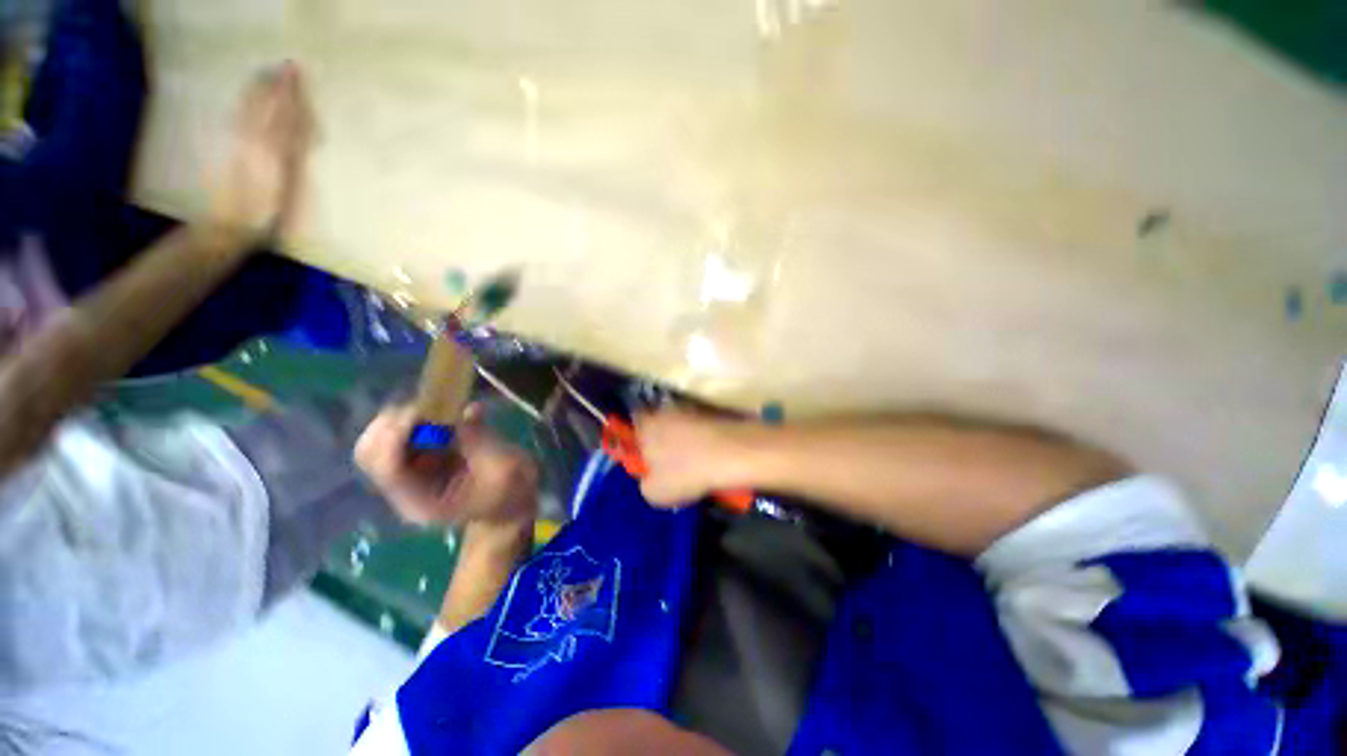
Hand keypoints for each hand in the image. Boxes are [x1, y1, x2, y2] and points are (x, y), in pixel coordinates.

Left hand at [211, 62, 314, 238]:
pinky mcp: (230, 152)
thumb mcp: (286, 191)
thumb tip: (299, 130)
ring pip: (250, 110)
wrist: (225, 228)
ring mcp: (239, 146)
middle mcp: (253, 142)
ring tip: (267, 74)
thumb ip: (292, 158)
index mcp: (271, 152)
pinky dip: (246, 105)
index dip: (291, 96)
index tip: (298, 74)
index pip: (284, 117)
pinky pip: (239, 120)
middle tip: (286, 67)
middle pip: (266, 108)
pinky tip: (247, 100)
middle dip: (276, 87)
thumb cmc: (264, 217)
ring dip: (259, 91)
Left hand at [355, 404, 538, 526]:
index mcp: (421, 501)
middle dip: (391, 424)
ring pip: (380, 440)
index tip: (422, 412)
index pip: (386, 467)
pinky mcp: (423, 457)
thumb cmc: (510, 493)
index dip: (396, 435)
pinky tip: (452, 411)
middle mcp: (405, 487)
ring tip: (440, 407)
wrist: (512, 504)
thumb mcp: (505, 468)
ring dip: (404, 417)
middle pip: (370, 453)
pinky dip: (422, 416)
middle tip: (427, 408)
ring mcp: (411, 472)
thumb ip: (480, 441)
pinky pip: (405, 432)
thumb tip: (464, 410)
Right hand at [634, 409, 750, 507]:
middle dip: (662, 437)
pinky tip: (709, 454)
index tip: (646, 453)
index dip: (639, 438)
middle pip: (658, 421)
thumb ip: (645, 483)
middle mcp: (664, 411)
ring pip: (680, 423)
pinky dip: (702, 436)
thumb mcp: (655, 493)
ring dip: (683, 437)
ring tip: (693, 459)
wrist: (731, 453)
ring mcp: (690, 409)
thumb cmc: (686, 473)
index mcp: (645, 425)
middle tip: (669, 460)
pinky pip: (699, 424)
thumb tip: (649, 480)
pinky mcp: (711, 411)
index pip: (634, 422)